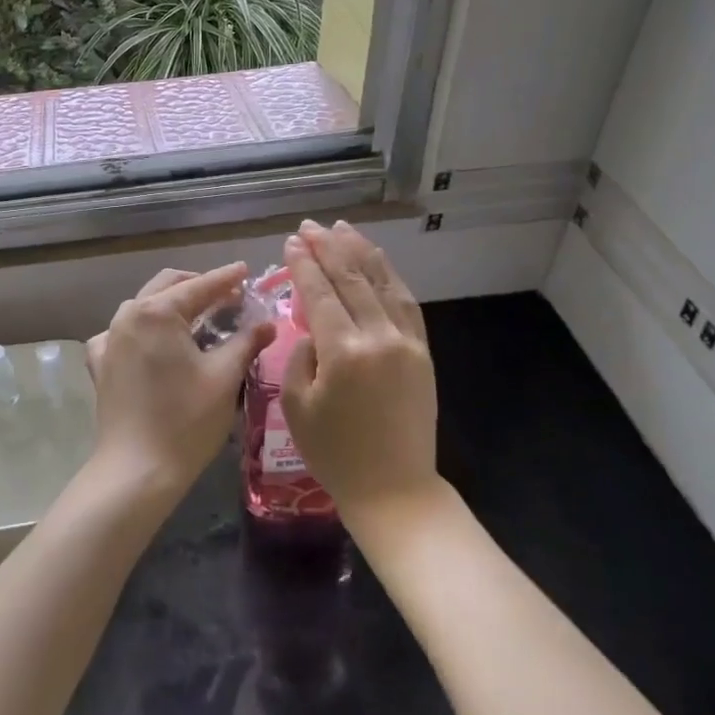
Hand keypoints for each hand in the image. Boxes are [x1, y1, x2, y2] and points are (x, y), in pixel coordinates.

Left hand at [86, 263, 276, 498]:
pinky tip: (155, 344)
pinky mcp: (101, 363)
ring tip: (199, 318)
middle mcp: (128, 315)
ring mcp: (109, 339)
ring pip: (144, 306)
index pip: (200, 285)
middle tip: (229, 296)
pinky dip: (143, 330)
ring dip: (172, 304)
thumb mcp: (224, 377)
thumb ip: (246, 341)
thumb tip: (266, 323)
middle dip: (199, 286)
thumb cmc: (186, 420)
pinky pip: (123, 333)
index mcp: (157, 312)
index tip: (246, 271)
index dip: (226, 277)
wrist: (137, 470)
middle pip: (168, 286)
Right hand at [281, 222, 439, 522]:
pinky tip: (377, 261)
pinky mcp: (423, 351)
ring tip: (342, 228)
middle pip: (351, 278)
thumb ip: (299, 357)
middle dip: (328, 247)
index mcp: (343, 352)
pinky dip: (389, 276)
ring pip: (382, 282)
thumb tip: (311, 329)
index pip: (319, 293)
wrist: (395, 489)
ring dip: (360, 251)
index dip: (303, 264)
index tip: (291, 242)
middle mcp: (378, 336)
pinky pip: (406, 302)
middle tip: (310, 226)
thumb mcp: (297, 407)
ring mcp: (406, 341)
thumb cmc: (335, 454)